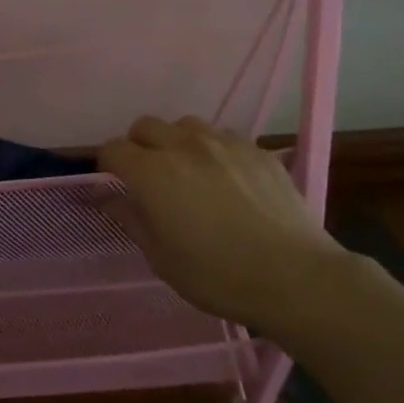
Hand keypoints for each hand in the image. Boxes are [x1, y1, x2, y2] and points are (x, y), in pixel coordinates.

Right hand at [99, 116, 351, 332]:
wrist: (295, 277)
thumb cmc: (217, 275)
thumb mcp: (161, 258)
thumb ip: (130, 219)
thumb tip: (108, 197)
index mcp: (152, 172)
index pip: (112, 148)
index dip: (108, 165)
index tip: (115, 185)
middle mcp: (183, 145)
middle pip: (146, 126)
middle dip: (139, 146)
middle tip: (149, 178)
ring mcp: (224, 143)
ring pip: (185, 125)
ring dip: (176, 142)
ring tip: (189, 172)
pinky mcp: (257, 150)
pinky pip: (223, 137)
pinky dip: (213, 150)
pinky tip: (227, 180)